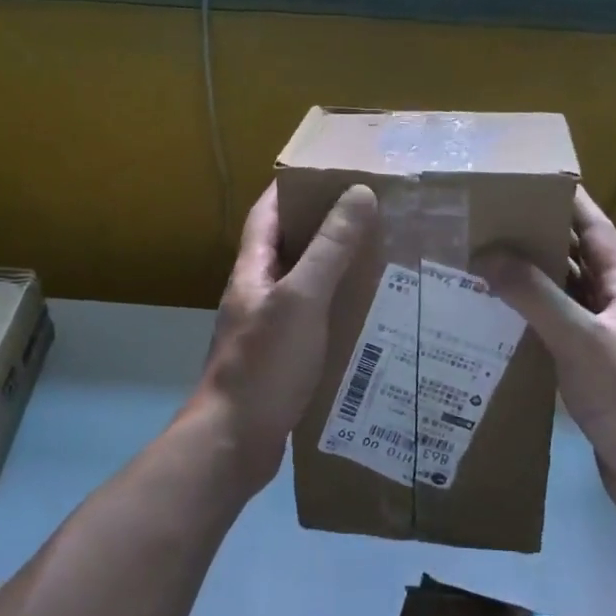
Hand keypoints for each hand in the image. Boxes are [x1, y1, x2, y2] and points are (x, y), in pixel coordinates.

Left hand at [194, 181, 378, 488]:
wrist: (233, 443)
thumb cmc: (264, 364)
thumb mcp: (301, 300)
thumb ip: (329, 249)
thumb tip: (358, 194)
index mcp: (253, 270)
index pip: (268, 212)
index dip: (294, 187)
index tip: (333, 171)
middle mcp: (257, 293)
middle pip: (289, 246)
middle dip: (326, 227)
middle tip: (373, 215)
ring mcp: (268, 328)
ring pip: (305, 285)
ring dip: (336, 270)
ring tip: (381, 259)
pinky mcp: (282, 359)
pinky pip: (314, 320)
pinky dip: (338, 310)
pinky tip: (369, 316)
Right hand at [476, 188, 615, 526]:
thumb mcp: (582, 340)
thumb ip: (536, 297)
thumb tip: (489, 254)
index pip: (597, 233)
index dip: (572, 203)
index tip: (535, 180)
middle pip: (576, 265)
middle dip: (540, 242)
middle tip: (493, 225)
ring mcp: (604, 346)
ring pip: (562, 302)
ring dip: (530, 286)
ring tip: (484, 267)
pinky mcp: (590, 378)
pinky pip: (554, 338)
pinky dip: (528, 326)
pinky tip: (496, 326)